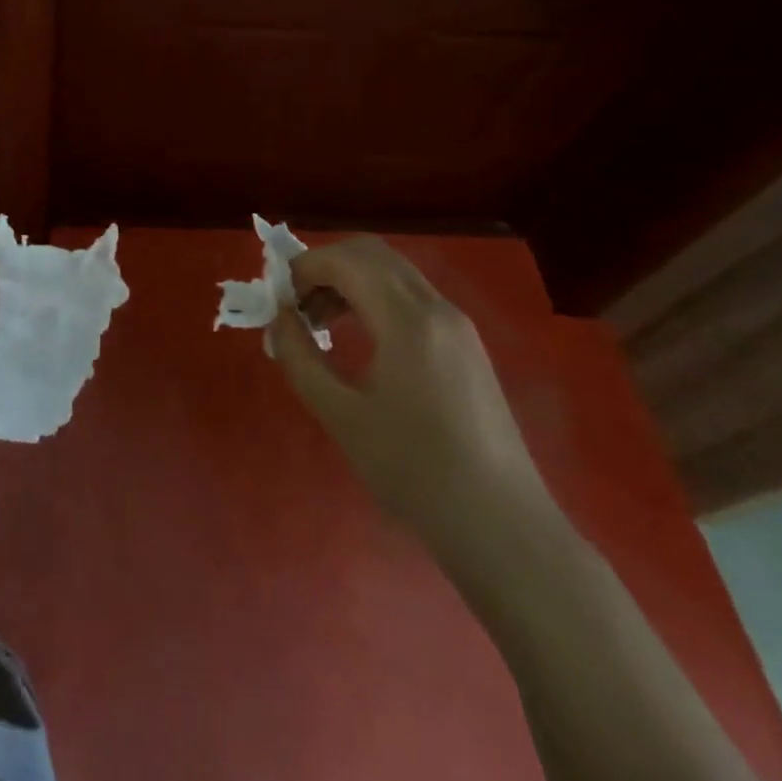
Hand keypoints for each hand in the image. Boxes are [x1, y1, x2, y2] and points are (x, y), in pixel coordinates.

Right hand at [269, 236, 548, 549]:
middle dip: (326, 266)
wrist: (502, 528)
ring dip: (350, 280)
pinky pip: (412, 296)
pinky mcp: (467, 345)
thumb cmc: (415, 473)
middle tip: (298, 305)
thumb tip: (279, 318)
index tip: (279, 300)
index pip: (347, 260)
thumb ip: (300, 358)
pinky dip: (375, 298)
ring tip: (321, 324)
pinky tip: (361, 339)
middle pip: (372, 253)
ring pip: (393, 271)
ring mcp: (458, 325)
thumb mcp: (342, 417)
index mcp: (407, 320)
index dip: (304, 268)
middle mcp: (437, 308)